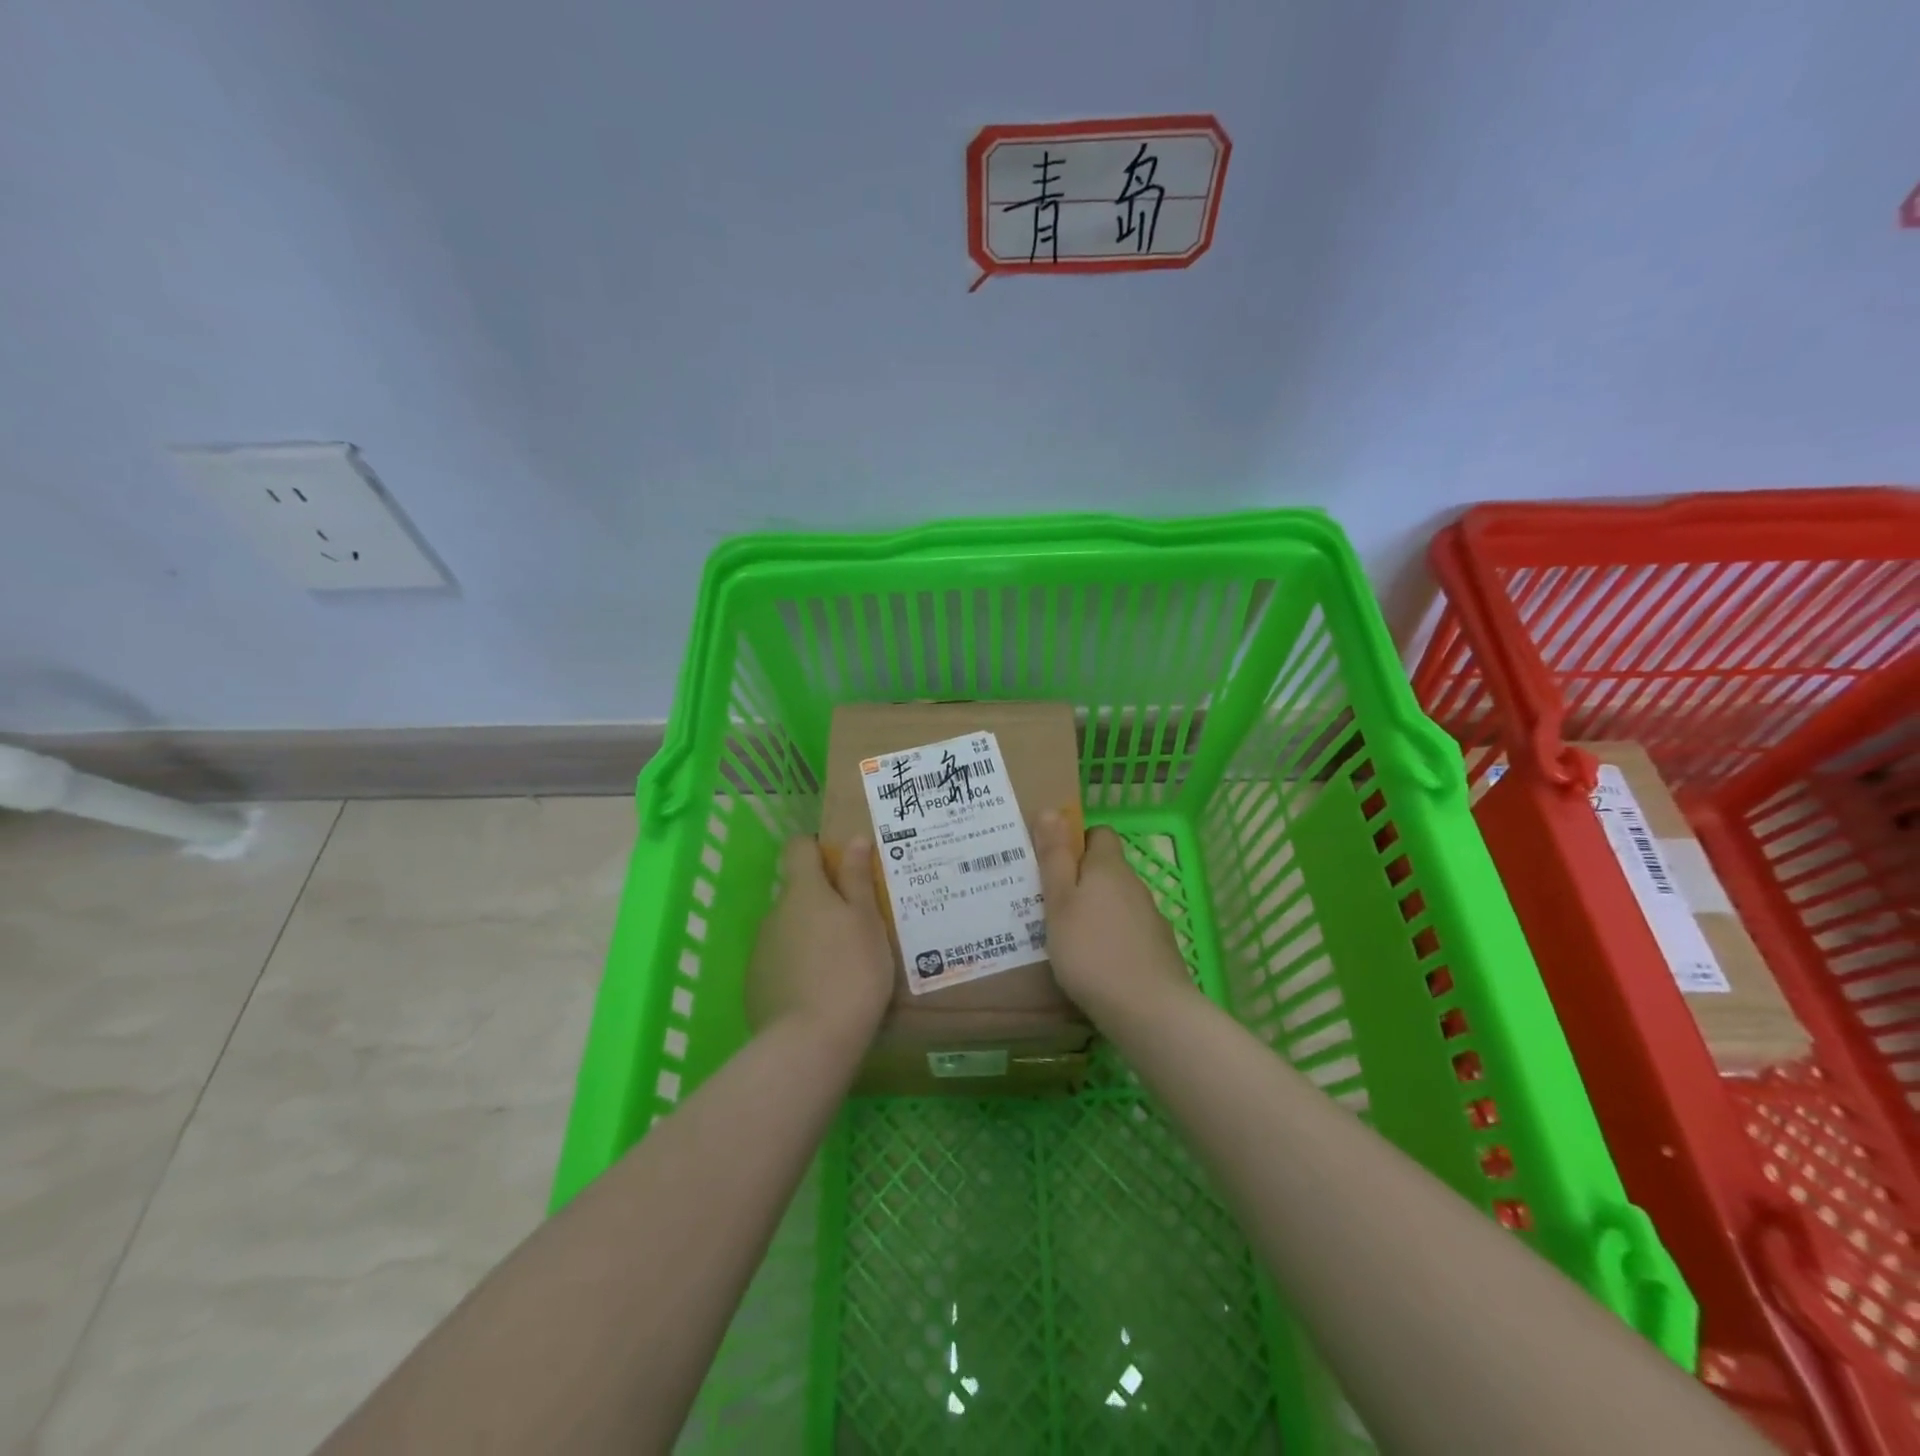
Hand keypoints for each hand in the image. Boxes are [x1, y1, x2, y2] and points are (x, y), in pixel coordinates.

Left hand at [745, 837, 894, 1046]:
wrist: (812, 1041)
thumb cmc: (852, 971)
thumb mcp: (867, 922)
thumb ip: (857, 879)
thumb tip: (854, 840)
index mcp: (803, 891)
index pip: (798, 848)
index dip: (817, 849)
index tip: (841, 866)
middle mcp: (774, 913)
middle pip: (796, 893)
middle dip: (821, 902)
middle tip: (854, 926)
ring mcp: (760, 950)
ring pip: (787, 929)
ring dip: (809, 935)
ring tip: (840, 965)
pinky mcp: (754, 984)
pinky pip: (779, 962)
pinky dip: (796, 967)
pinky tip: (818, 992)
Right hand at [1033, 816, 1198, 1025]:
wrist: (1149, 1011)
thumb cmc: (1091, 951)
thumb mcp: (1059, 902)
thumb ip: (1055, 857)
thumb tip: (1051, 809)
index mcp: (1109, 868)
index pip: (1099, 834)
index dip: (1076, 842)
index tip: (1051, 863)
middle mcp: (1134, 886)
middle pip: (1106, 870)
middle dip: (1080, 880)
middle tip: (1047, 903)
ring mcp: (1151, 919)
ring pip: (1117, 903)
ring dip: (1095, 912)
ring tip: (1065, 937)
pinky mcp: (1158, 950)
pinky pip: (1128, 932)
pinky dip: (1111, 939)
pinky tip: (1094, 964)